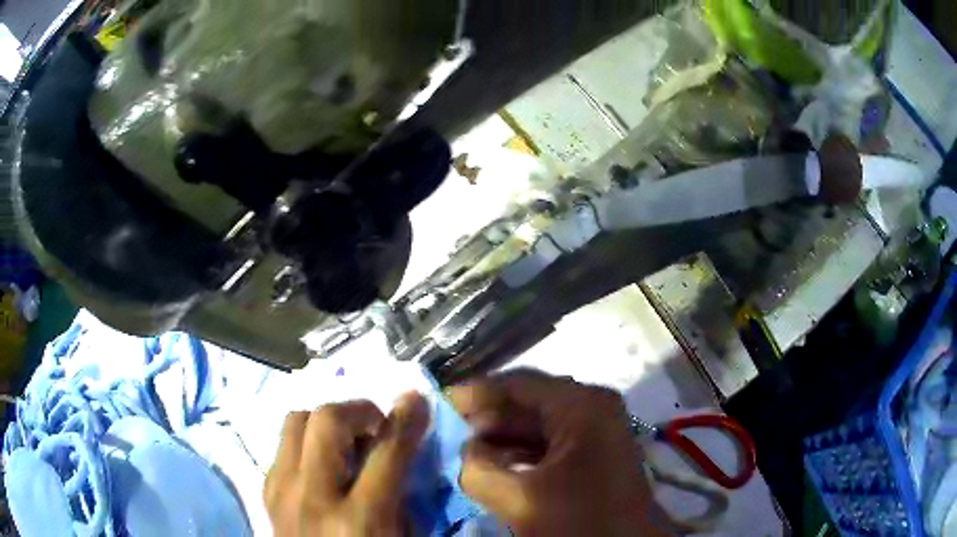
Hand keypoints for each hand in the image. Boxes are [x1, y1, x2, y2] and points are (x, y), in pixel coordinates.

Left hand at [264, 393, 428, 536]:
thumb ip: (403, 493)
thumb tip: (402, 444)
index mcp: (359, 519)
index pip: (386, 452)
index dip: (406, 419)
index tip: (416, 399)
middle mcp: (312, 498)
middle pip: (325, 420)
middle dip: (357, 410)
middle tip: (376, 424)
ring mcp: (280, 491)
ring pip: (295, 420)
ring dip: (328, 421)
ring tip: (348, 440)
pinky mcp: (266, 489)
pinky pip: (284, 444)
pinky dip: (307, 440)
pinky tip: (323, 460)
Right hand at [449, 371, 670, 536]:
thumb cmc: (580, 521)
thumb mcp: (520, 498)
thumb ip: (479, 469)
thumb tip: (466, 450)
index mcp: (582, 405)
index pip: (518, 384)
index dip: (475, 392)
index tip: (438, 403)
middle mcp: (593, 408)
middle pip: (528, 402)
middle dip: (487, 418)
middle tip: (448, 430)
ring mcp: (597, 430)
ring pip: (538, 424)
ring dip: (502, 438)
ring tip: (465, 449)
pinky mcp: (595, 453)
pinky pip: (550, 443)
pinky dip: (521, 453)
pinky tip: (495, 465)